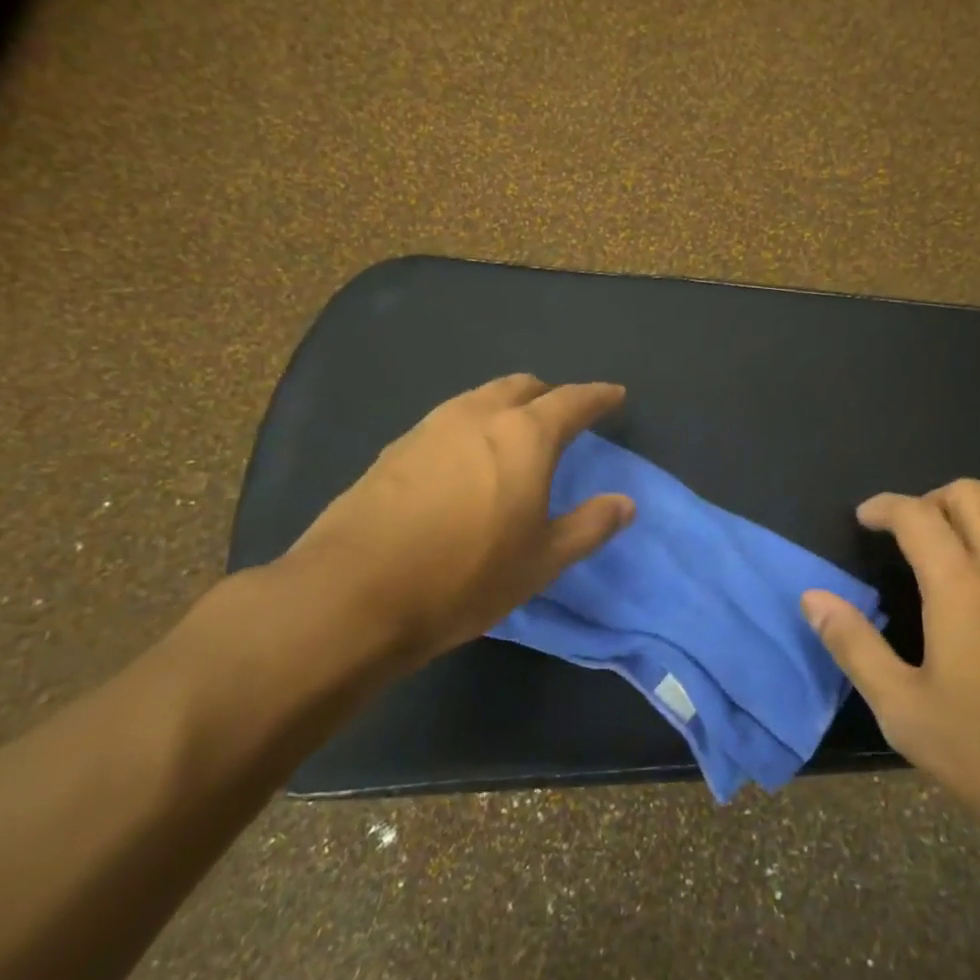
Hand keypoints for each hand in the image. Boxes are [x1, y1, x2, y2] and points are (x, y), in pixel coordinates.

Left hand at [280, 374, 634, 669]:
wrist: (353, 593)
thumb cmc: (465, 576)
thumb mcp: (541, 561)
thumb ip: (589, 526)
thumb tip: (626, 503)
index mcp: (524, 435)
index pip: (572, 401)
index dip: (598, 397)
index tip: (615, 397)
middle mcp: (478, 416)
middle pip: (523, 386)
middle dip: (549, 395)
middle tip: (563, 417)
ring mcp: (430, 427)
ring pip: (481, 398)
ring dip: (506, 406)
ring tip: (515, 434)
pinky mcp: (395, 448)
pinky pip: (448, 420)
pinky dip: (472, 426)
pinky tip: (465, 460)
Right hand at [802, 480, 979, 914]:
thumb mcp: (906, 713)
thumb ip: (855, 646)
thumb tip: (813, 599)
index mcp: (962, 587)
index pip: (917, 514)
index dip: (884, 506)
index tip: (864, 518)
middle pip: (970, 494)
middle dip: (930, 500)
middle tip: (907, 535)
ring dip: (974, 514)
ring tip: (952, 552)